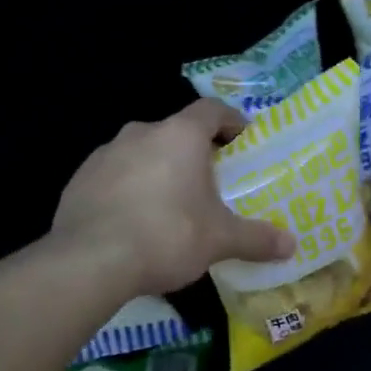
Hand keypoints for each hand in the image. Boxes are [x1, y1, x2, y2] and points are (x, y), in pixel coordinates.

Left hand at [54, 100, 296, 293]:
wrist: (90, 261)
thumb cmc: (167, 236)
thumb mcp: (219, 240)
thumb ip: (256, 238)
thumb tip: (292, 246)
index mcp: (179, 135)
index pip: (211, 110)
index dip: (230, 121)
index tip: (242, 139)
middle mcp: (140, 133)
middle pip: (175, 132)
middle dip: (194, 152)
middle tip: (209, 182)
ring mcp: (104, 154)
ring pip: (141, 153)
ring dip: (158, 169)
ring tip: (170, 204)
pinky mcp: (79, 179)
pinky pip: (114, 176)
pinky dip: (128, 189)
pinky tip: (134, 221)